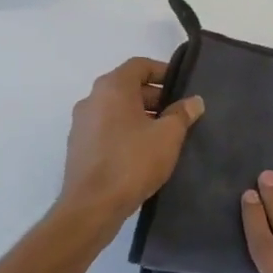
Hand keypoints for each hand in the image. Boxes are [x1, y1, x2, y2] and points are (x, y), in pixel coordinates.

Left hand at [59, 58, 203, 228]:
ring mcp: (81, 123)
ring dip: (141, 115)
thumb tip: (193, 101)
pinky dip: (125, 130)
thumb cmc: (132, 162)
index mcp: (112, 88)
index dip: (163, 71)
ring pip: (116, 108)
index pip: (139, 65)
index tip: (182, 86)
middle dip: (155, 96)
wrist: (91, 207)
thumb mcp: (168, 136)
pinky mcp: (78, 146)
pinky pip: (107, 127)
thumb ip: (182, 114)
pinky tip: (143, 151)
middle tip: (178, 112)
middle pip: (127, 86)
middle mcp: (92, 99)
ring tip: (164, 134)